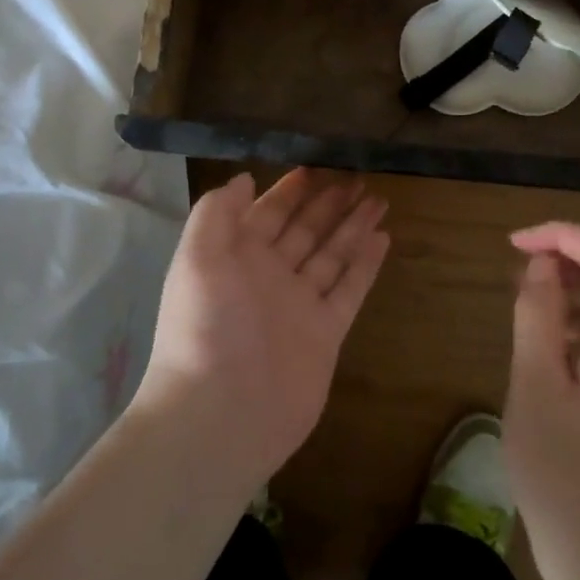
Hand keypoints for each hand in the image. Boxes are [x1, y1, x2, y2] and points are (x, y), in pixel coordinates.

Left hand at [133, 169, 389, 489]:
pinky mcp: (326, 332)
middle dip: (329, 203)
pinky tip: (382, 238)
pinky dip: (366, 264)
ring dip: (353, 226)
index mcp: (237, 258)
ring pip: (332, 254)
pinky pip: (350, 289)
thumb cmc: (205, 327)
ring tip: (378, 199)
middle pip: (305, 230)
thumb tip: (243, 179)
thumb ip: (217, 213)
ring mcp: (300, 305)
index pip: (268, 213)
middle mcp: (270, 277)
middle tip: (358, 176)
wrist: (221, 413)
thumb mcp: (197, 258)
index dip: (291, 190)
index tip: (316, 165)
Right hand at [503, 222, 579, 579]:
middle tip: (521, 264)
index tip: (516, 243)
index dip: (564, 234)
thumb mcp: (535, 387)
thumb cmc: (564, 476)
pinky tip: (550, 341)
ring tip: (529, 298)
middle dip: (572, 253)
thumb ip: (537, 315)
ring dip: (578, 284)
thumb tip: (542, 266)